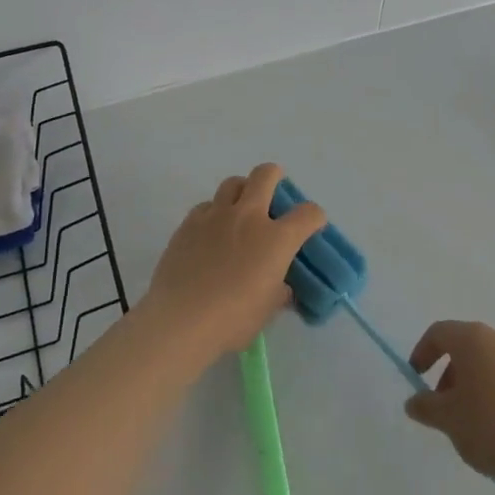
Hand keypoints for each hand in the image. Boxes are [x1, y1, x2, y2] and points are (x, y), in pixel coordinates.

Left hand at [141, 163, 326, 364]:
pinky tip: (210, 232)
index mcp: (276, 239)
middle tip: (274, 191)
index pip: (308, 213)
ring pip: (233, 183)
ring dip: (242, 191)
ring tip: (240, 209)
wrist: (180, 319)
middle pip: (266, 175)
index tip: (311, 225)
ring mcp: (216, 216)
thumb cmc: (232, 320)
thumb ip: (278, 290)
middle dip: (275, 176)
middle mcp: (248, 217)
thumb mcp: (267, 310)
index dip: (314, 217)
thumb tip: (279, 286)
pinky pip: (206, 205)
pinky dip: (214, 213)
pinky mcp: (189, 223)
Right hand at [404, 321, 494, 488]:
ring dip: (480, 384)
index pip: (440, 332)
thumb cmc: (490, 427)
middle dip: (452, 373)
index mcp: (475, 339)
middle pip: (469, 347)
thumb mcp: (447, 419)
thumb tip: (414, 401)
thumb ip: (425, 406)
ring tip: (476, 421)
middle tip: (446, 406)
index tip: (418, 378)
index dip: (423, 352)